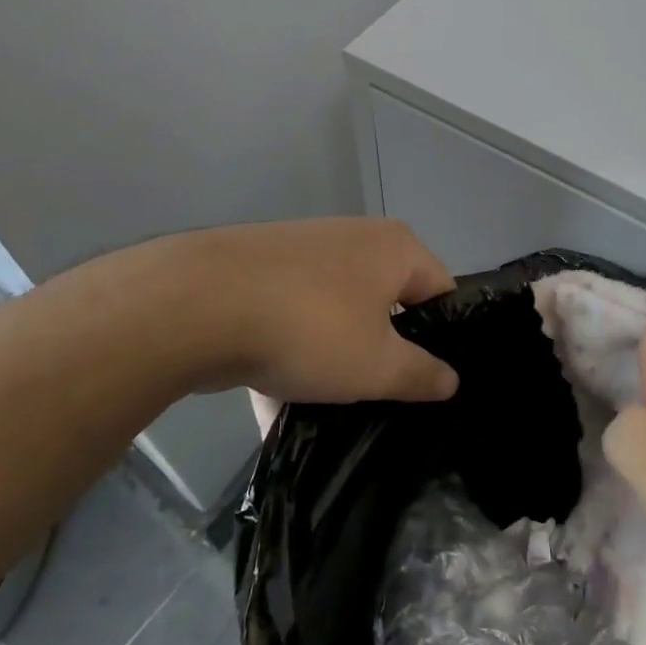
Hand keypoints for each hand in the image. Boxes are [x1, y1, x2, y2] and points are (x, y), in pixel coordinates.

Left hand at [52, 219, 458, 409]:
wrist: (194, 305)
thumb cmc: (311, 328)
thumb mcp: (378, 366)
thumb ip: (422, 374)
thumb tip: (450, 380)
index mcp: (395, 247)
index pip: (441, 292)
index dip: (443, 339)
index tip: (430, 381)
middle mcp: (354, 238)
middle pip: (386, 304)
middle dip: (381, 352)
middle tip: (380, 396)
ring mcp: (302, 251)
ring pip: (334, 316)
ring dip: (332, 359)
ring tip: (324, 406)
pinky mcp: (258, 271)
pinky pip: (290, 318)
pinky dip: (288, 353)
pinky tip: (275, 399)